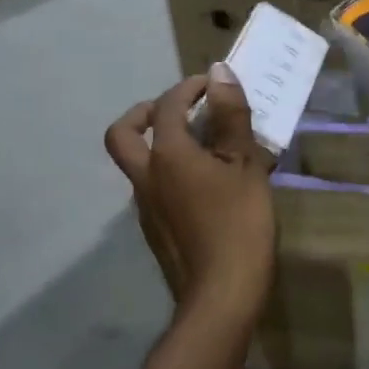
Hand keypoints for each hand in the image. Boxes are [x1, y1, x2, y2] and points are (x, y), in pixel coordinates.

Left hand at [105, 63, 275, 320]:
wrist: (221, 295)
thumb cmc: (239, 223)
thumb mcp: (244, 165)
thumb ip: (231, 117)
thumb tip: (218, 73)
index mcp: (167, 155)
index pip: (168, 106)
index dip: (188, 88)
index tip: (211, 85)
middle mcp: (146, 177)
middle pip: (124, 134)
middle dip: (144, 113)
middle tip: (175, 111)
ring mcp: (146, 208)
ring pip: (139, 164)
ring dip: (160, 146)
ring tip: (203, 148)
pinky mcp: (156, 232)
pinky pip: (155, 189)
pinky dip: (172, 175)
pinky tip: (207, 188)